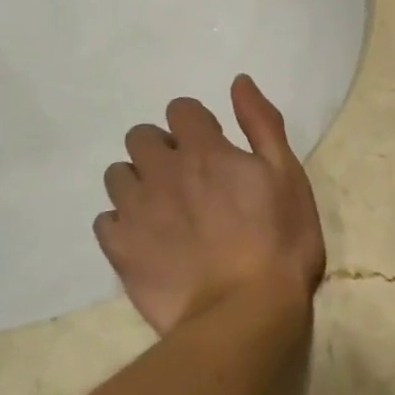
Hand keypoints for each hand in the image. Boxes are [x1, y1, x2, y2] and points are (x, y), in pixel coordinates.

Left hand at [95, 76, 324, 335]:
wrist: (245, 312)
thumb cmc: (280, 242)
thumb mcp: (288, 176)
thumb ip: (262, 124)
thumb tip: (239, 81)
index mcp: (204, 150)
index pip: (182, 110)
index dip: (197, 125)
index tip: (214, 147)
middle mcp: (162, 171)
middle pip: (140, 136)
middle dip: (161, 148)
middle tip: (189, 179)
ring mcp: (136, 210)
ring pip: (118, 175)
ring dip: (139, 182)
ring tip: (165, 210)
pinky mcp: (120, 248)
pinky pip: (106, 220)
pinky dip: (123, 223)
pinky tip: (147, 240)